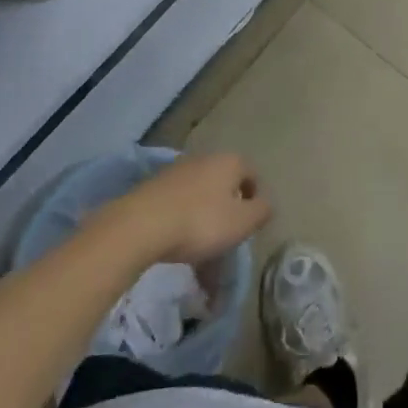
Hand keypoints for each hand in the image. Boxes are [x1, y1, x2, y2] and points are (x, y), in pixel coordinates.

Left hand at [102, 152, 271, 265]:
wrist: (141, 225)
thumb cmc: (201, 222)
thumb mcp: (242, 222)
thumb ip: (261, 211)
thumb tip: (265, 204)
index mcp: (229, 162)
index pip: (252, 174)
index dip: (255, 199)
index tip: (250, 225)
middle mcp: (205, 158)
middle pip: (225, 183)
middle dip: (228, 209)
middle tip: (227, 238)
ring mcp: (177, 170)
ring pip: (201, 194)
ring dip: (205, 217)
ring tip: (201, 248)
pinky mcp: (154, 185)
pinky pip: (179, 203)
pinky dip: (184, 220)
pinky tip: (178, 242)